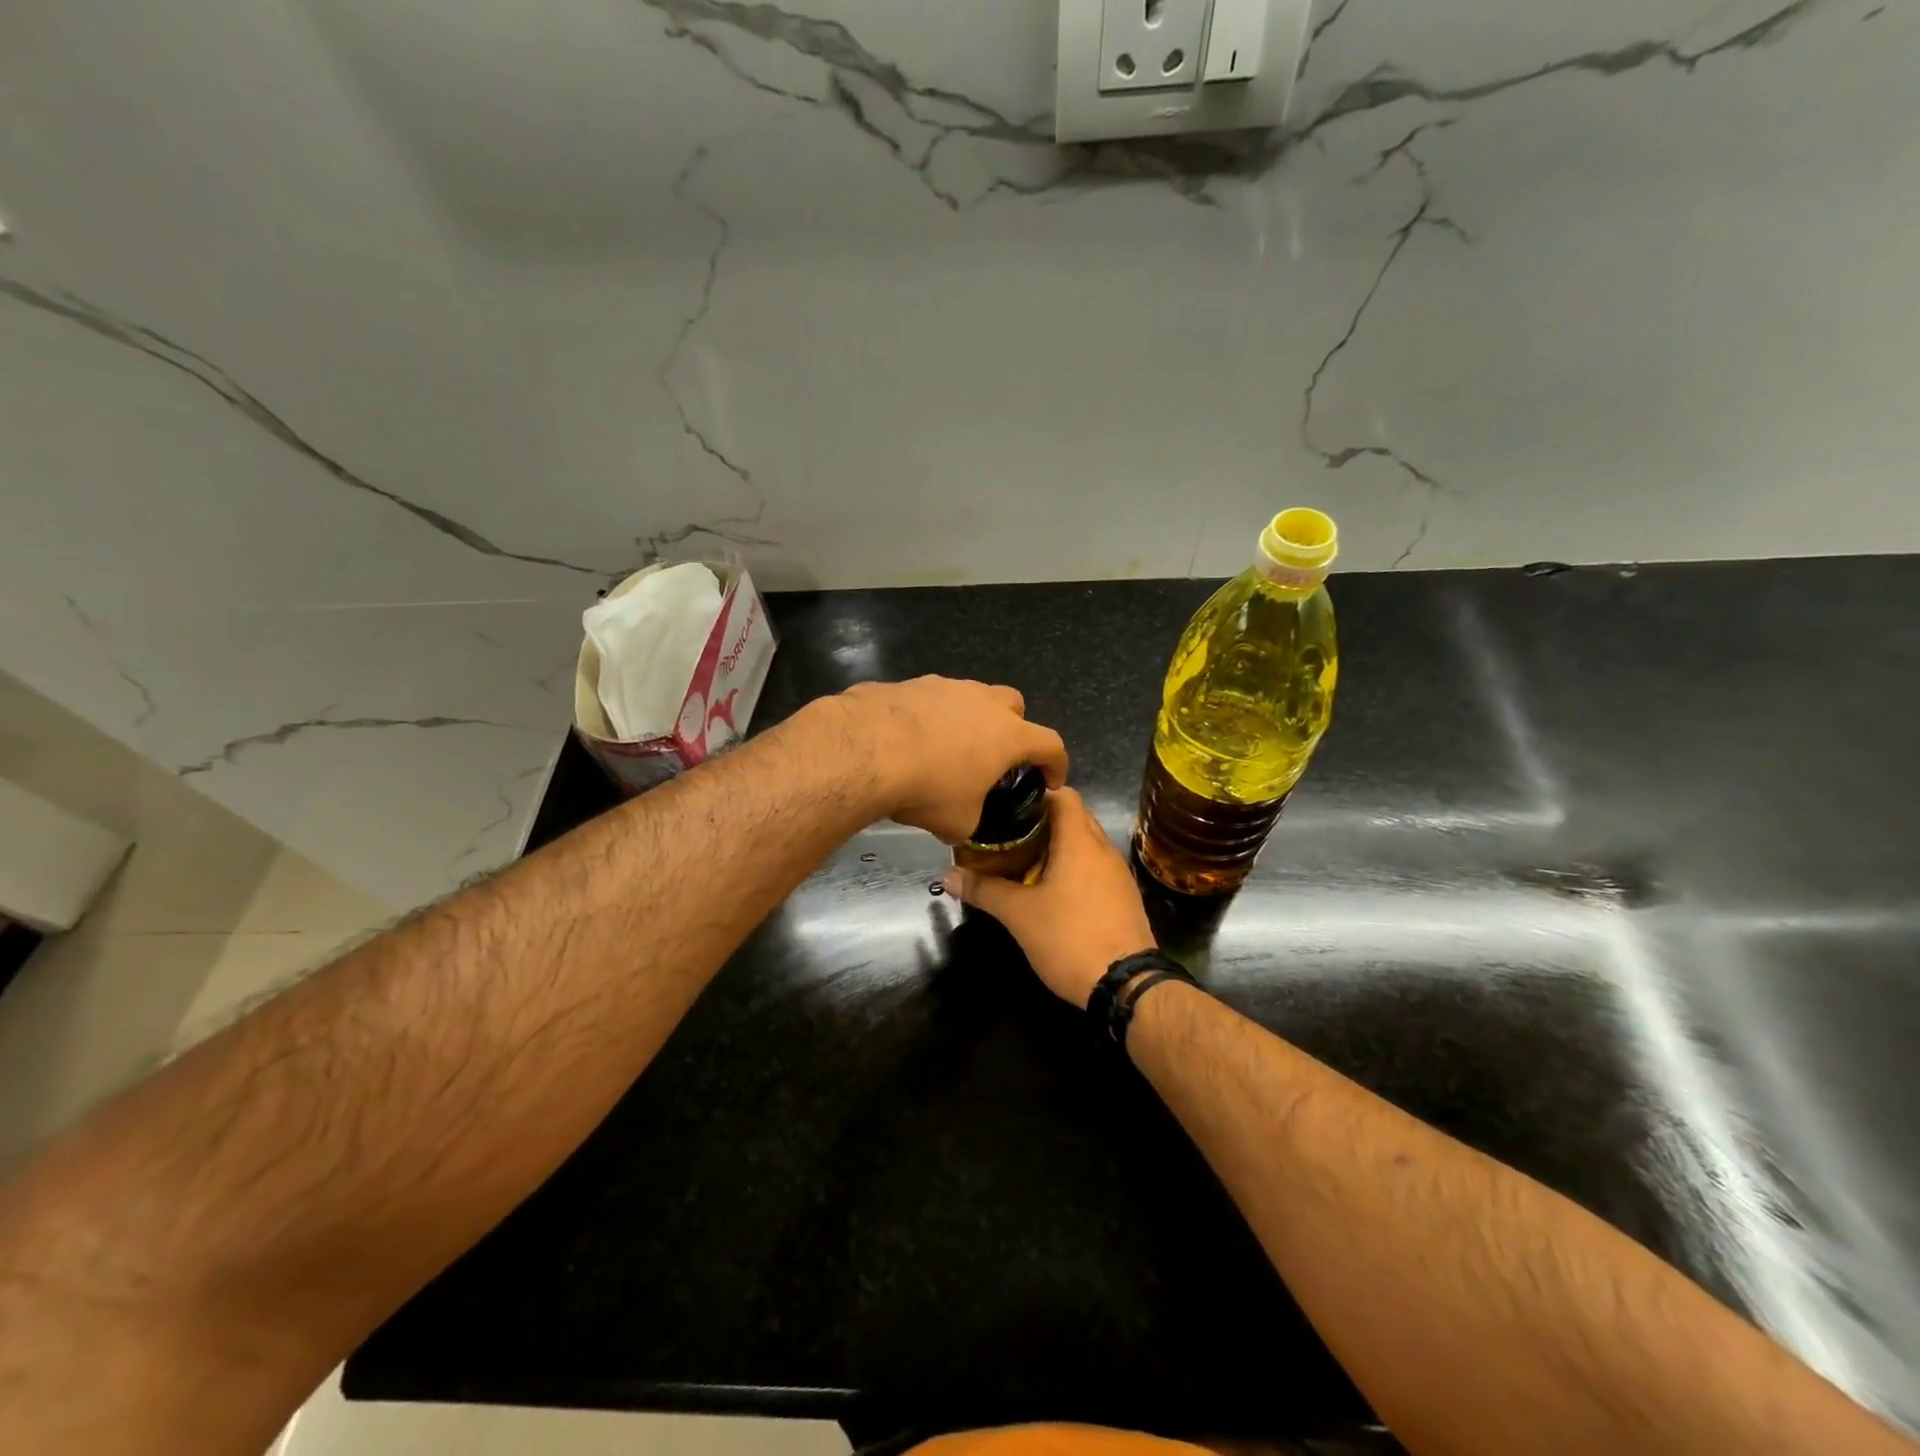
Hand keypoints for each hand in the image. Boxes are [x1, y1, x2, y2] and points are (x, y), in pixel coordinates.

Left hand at [836, 676, 1068, 842]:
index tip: (1051, 781)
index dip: (1056, 764)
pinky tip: (908, 741)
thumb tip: (961, 824)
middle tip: (996, 756)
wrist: (867, 749)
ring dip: (967, 720)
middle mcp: (983, 701)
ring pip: (970, 697)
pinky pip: (929, 700)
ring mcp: (945, 686)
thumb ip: (971, 820)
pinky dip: (928, 718)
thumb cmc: (928, 787)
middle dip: (1012, 728)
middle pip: (1013, 705)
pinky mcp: (909, 684)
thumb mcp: (958, 822)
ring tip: (946, 750)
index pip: (1050, 744)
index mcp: (1008, 734)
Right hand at [942, 788, 1154, 1006]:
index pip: (1063, 794)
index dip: (1035, 791)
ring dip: (1057, 845)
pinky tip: (1049, 888)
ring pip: (1085, 844)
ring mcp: (1117, 874)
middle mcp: (1103, 849)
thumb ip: (983, 890)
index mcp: (1081, 841)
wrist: (1126, 986)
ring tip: (1022, 858)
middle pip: (1074, 817)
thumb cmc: (1070, 938)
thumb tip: (946, 876)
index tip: (1007, 802)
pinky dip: (1072, 867)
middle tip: (1006, 831)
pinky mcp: (1123, 897)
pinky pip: (1094, 867)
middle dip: (1041, 820)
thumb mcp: (1019, 914)